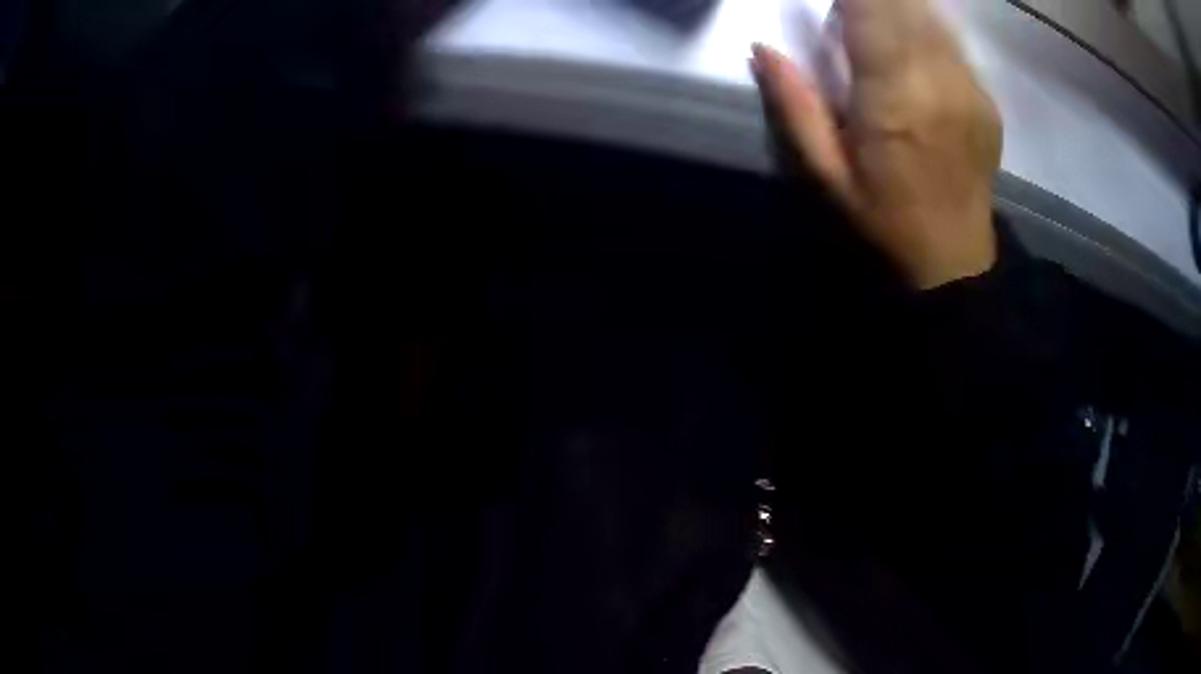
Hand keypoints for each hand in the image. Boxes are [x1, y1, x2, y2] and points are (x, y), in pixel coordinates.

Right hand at [752, 0, 1001, 288]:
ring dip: (899, 6)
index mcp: (892, 99)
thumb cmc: (884, 221)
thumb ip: (795, 107)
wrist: (953, 259)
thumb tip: (762, 50)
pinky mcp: (986, 99)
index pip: (867, 10)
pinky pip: (952, 40)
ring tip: (874, 16)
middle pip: (903, 4)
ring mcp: (968, 89)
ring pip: (930, 15)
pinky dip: (925, 25)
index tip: (830, 1)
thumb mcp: (826, 175)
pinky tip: (908, 39)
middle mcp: (937, 82)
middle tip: (849, 9)